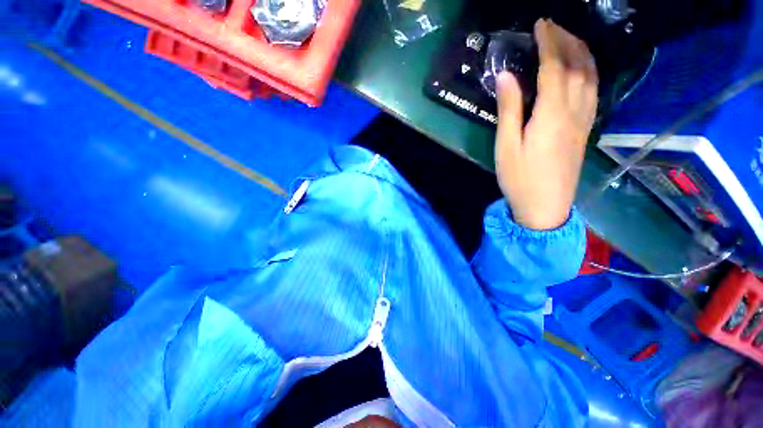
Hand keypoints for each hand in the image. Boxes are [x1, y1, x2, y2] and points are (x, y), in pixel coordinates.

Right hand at [494, 19, 597, 229]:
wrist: (544, 206)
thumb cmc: (519, 178)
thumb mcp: (506, 146)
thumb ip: (509, 110)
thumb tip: (505, 77)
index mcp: (551, 115)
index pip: (554, 68)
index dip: (548, 43)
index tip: (540, 25)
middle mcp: (574, 111)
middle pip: (578, 66)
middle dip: (567, 40)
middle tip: (553, 26)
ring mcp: (584, 120)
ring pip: (591, 76)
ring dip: (582, 52)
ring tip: (568, 39)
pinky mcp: (585, 129)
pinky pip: (594, 91)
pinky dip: (590, 71)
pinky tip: (582, 67)